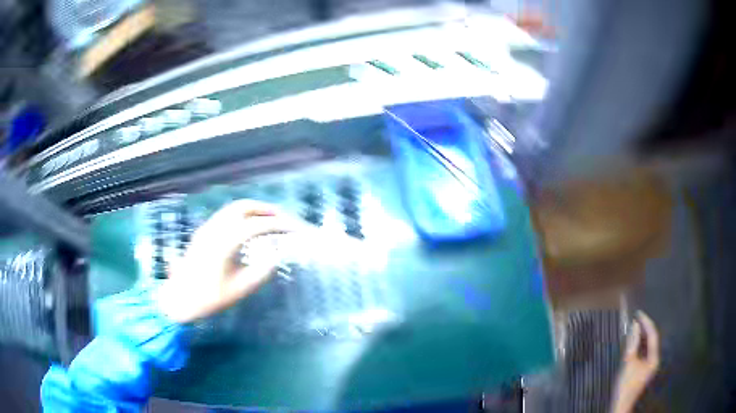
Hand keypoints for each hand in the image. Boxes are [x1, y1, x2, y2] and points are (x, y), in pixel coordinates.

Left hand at [156, 200, 293, 322]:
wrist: (178, 299)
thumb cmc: (208, 298)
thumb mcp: (239, 290)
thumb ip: (260, 272)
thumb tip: (276, 257)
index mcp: (225, 243)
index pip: (258, 226)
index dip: (280, 225)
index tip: (297, 229)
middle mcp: (215, 229)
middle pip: (245, 207)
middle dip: (267, 209)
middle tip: (285, 219)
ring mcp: (207, 228)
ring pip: (234, 208)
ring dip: (254, 209)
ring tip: (271, 219)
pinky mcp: (203, 232)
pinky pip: (226, 214)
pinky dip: (243, 214)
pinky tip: (250, 226)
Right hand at [612, 311, 659, 412]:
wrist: (621, 404)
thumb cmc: (626, 384)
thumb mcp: (629, 362)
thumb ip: (633, 343)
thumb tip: (635, 325)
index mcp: (654, 358)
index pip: (653, 335)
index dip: (646, 323)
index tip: (639, 313)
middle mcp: (654, 359)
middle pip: (651, 340)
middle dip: (644, 329)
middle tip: (636, 318)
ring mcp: (648, 365)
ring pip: (647, 346)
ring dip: (641, 336)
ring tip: (634, 327)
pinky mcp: (642, 369)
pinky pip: (642, 352)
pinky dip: (638, 345)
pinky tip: (633, 342)